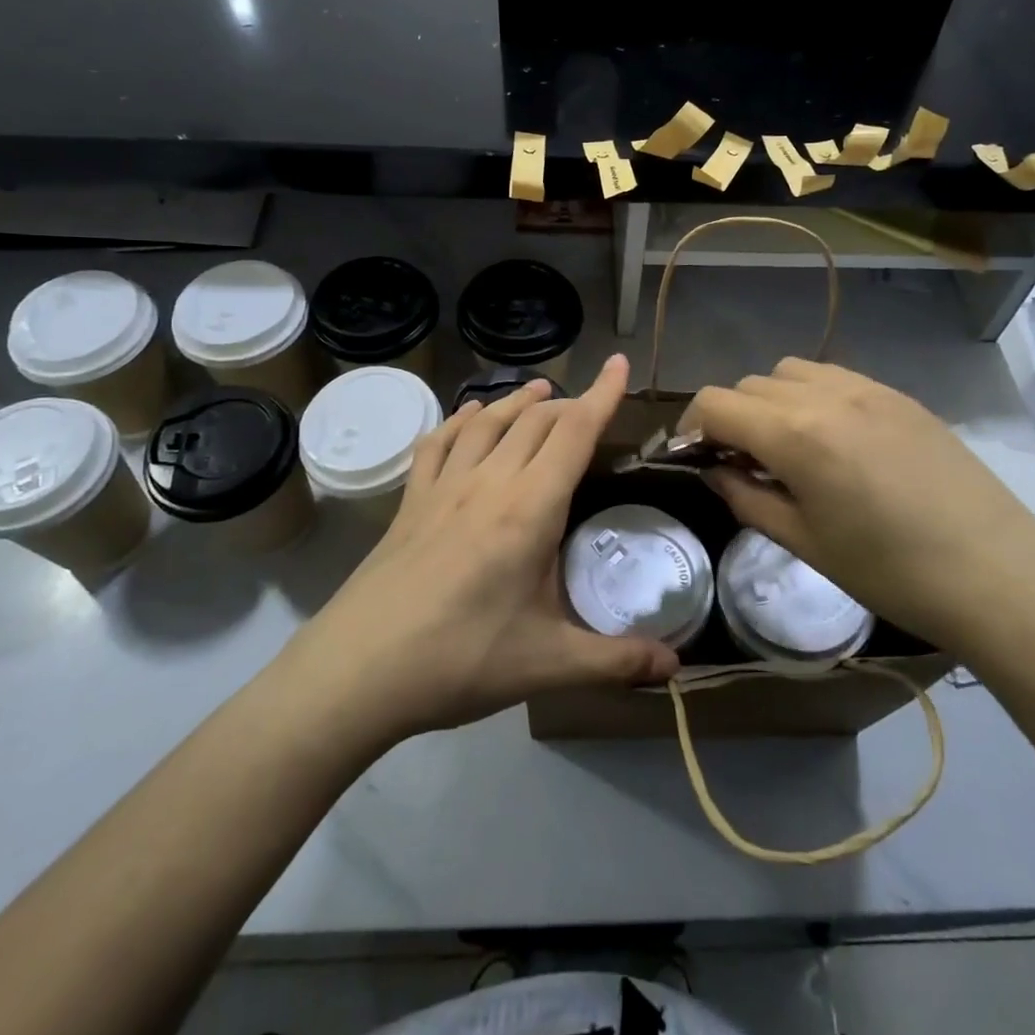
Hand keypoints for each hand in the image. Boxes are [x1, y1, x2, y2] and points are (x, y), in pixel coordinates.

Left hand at [294, 354, 678, 743]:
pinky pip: (438, 442)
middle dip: (568, 403)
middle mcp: (489, 482)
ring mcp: (443, 487)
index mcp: (530, 508)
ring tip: (539, 389)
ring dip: (517, 400)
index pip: (574, 433)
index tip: (620, 364)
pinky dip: (460, 420)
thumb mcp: (548, 665)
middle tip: (589, 406)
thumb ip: (616, 660)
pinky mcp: (410, 501)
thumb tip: (676, 666)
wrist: (357, 671)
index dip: (602, 395)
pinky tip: (468, 418)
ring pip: (488, 422)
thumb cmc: (460, 661)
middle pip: (535, 420)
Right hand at [680, 359, 1034, 662]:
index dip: (691, 428)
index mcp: (795, 434)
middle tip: (743, 463)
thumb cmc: (891, 571)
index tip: (695, 459)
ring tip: (789, 446)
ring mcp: (867, 388)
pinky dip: (813, 396)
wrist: (997, 573)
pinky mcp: (899, 395)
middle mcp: (826, 394)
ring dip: (772, 400)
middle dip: (732, 417)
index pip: (715, 403)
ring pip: (791, 371)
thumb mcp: (805, 543)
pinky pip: (835, 376)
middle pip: (749, 384)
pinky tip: (835, 439)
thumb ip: (747, 498)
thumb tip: (716, 472)